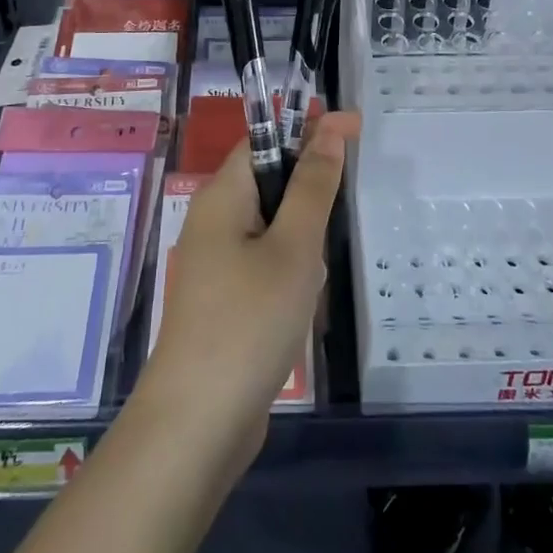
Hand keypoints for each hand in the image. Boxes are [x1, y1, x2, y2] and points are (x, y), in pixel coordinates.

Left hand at [139, 112, 356, 479]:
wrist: (197, 426)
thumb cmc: (249, 321)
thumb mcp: (294, 247)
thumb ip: (313, 185)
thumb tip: (327, 128)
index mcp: (223, 195)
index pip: (266, 138)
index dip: (308, 127)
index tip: (355, 127)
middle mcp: (214, 220)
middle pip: (270, 179)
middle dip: (309, 192)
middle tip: (337, 219)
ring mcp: (217, 263)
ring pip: (273, 225)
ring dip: (303, 240)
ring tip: (315, 279)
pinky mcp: (226, 299)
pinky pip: (266, 262)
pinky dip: (291, 271)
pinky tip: (303, 306)